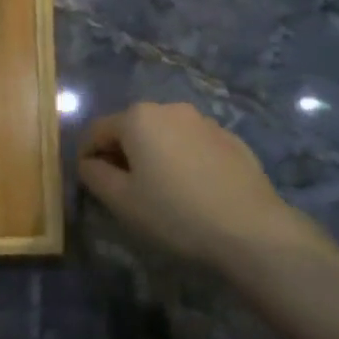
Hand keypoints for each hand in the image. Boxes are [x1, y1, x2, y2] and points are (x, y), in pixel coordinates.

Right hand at [78, 102, 331, 271]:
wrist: (251, 229)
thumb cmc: (175, 214)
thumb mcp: (122, 202)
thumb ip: (94, 176)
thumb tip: (88, 163)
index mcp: (138, 118)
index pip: (97, 130)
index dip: (87, 155)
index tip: (89, 182)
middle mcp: (170, 108)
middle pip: (132, 128)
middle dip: (122, 153)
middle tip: (123, 189)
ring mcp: (204, 121)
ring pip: (165, 134)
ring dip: (155, 155)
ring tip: (161, 191)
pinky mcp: (231, 138)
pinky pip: (193, 144)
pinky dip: (184, 160)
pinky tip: (194, 190)